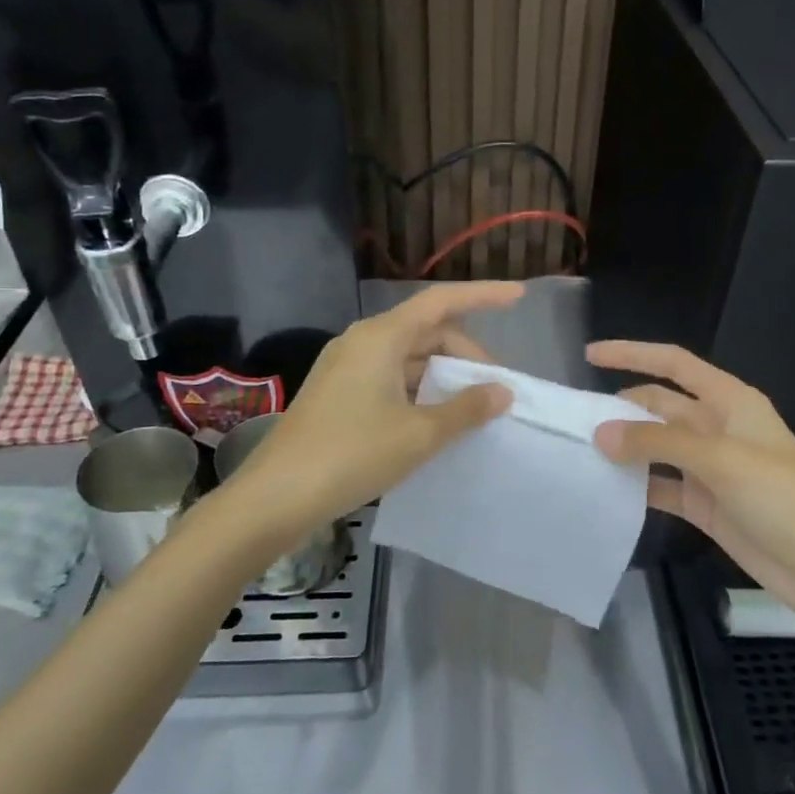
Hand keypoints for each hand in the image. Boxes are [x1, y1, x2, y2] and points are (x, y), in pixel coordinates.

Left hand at [227, 282, 522, 537]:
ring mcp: (346, 367)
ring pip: (408, 358)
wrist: (275, 497)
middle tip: (496, 390)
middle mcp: (362, 342)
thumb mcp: (419, 434)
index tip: (519, 297)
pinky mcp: (338, 393)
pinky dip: (419, 391)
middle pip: (427, 331)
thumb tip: (502, 392)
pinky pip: (390, 378)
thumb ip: (465, 409)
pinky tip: (435, 421)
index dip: (483, 296)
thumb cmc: (352, 454)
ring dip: (443, 376)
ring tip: (472, 409)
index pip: (441, 301)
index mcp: (381, 337)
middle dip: (466, 354)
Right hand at [588, 341, 794, 623]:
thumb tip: (601, 433)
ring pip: (656, 446)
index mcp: (730, 400)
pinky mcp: (704, 503)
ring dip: (625, 447)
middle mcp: (717, 427)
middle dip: (621, 408)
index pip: (674, 364)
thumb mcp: (720, 459)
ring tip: (579, 452)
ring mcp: (710, 467)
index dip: (633, 354)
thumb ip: (658, 442)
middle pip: (660, 405)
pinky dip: (636, 486)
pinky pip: (661, 485)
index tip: (590, 355)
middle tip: (575, 421)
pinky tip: (605, 490)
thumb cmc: (781, 496)